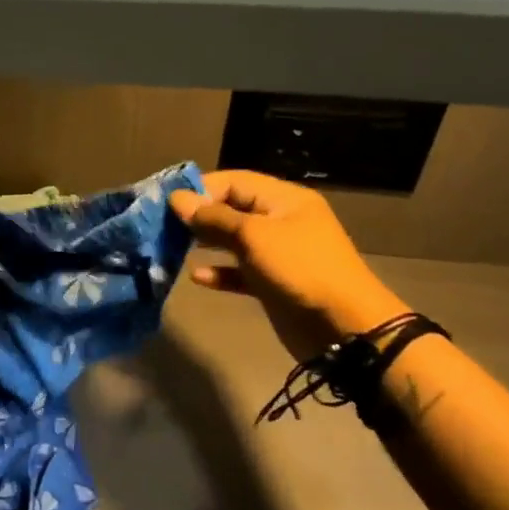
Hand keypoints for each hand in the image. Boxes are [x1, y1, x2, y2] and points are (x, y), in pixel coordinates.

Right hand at [170, 171, 409, 360]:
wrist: (344, 328)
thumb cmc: (299, 269)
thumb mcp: (253, 236)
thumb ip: (213, 217)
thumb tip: (177, 198)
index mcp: (284, 199)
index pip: (234, 181)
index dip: (201, 188)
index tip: (167, 202)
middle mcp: (281, 221)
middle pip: (232, 209)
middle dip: (199, 215)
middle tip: (164, 225)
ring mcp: (278, 253)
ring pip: (234, 240)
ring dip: (206, 243)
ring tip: (173, 247)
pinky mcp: (273, 283)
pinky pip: (240, 271)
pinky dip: (220, 271)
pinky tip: (197, 277)